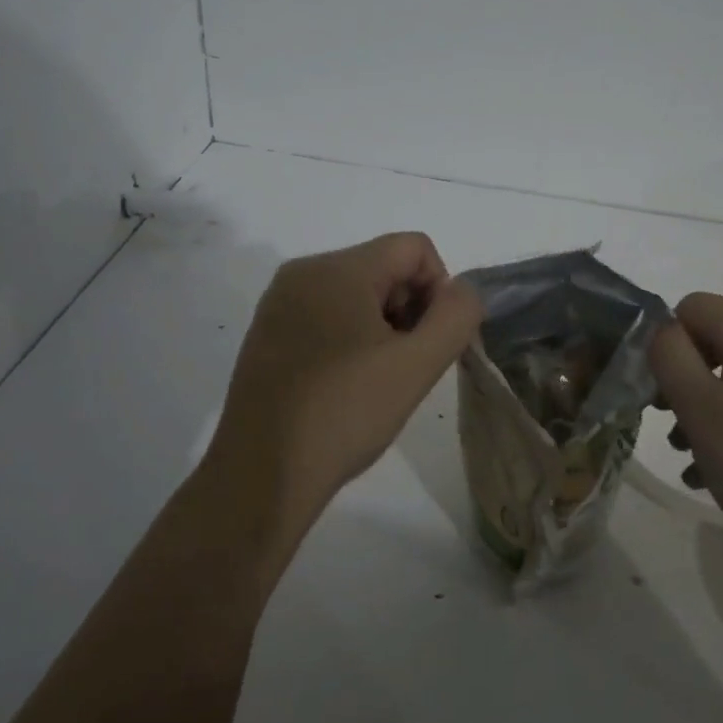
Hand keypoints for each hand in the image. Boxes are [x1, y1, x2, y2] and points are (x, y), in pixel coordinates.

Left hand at [209, 232, 482, 539]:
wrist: (261, 475)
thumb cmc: (344, 414)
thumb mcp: (416, 365)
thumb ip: (456, 316)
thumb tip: (461, 292)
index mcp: (337, 268)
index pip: (414, 247)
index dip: (439, 290)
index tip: (430, 342)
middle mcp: (303, 272)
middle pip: (384, 266)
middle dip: (410, 309)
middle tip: (406, 366)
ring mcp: (279, 303)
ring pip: (357, 292)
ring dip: (383, 327)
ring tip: (377, 380)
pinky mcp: (267, 333)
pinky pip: (326, 314)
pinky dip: (351, 338)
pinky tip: (347, 385)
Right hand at [649, 294, 722, 567]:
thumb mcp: (699, 408)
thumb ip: (669, 356)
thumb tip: (666, 333)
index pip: (696, 305)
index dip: (668, 341)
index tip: (662, 391)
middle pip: (720, 342)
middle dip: (687, 380)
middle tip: (673, 427)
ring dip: (709, 410)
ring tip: (694, 459)